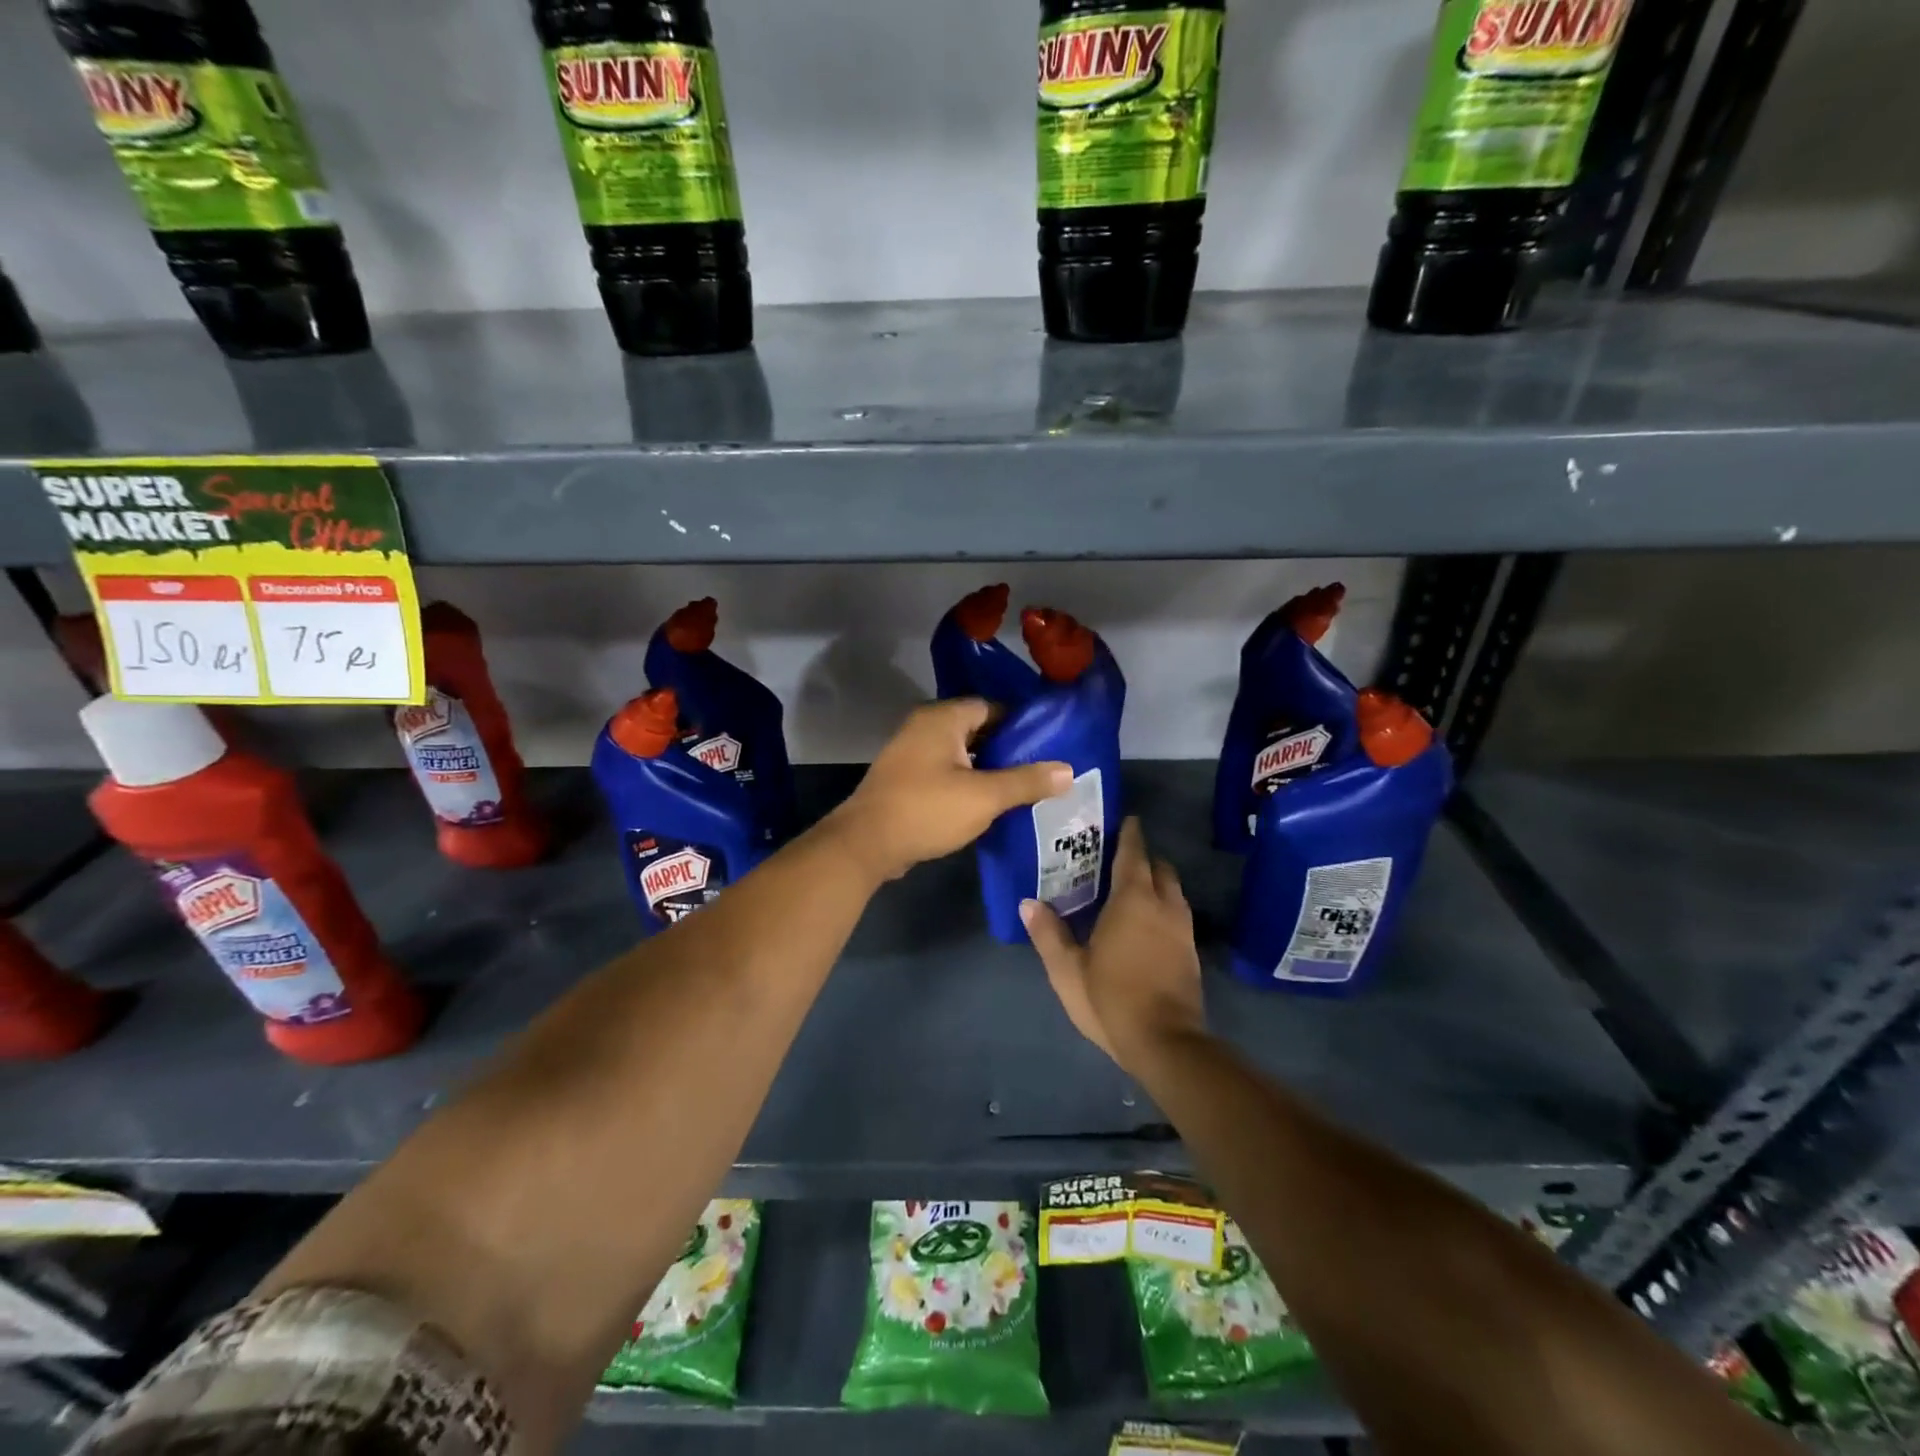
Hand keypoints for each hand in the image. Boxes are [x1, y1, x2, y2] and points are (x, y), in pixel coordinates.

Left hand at [829, 698, 1070, 881]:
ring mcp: (910, 753)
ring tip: (1022, 789)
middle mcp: (924, 727)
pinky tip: (988, 805)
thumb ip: (1026, 781)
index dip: (1021, 725)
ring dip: (987, 769)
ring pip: (961, 754)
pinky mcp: (905, 779)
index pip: (992, 707)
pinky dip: (966, 783)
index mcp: (942, 718)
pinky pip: (945, 772)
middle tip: (1041, 769)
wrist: (865, 844)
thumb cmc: (926, 810)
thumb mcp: (984, 796)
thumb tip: (1068, 770)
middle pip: (977, 730)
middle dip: (1007, 749)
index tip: (1048, 745)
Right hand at [1022, 816, 1206, 1073]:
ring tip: (1132, 888)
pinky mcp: (1191, 952)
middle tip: (1119, 858)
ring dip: (1157, 882)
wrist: (1166, 1043)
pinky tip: (1147, 923)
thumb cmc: (1112, 998)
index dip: (1130, 835)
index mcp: (1133, 900)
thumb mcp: (1068, 970)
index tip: (1126, 820)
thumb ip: (1048, 934)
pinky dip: (1164, 906)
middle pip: (1160, 868)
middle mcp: (1163, 905)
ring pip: (1173, 891)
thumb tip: (1028, 903)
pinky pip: (1178, 913)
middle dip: (1144, 858)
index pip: (1134, 854)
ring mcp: (1183, 929)